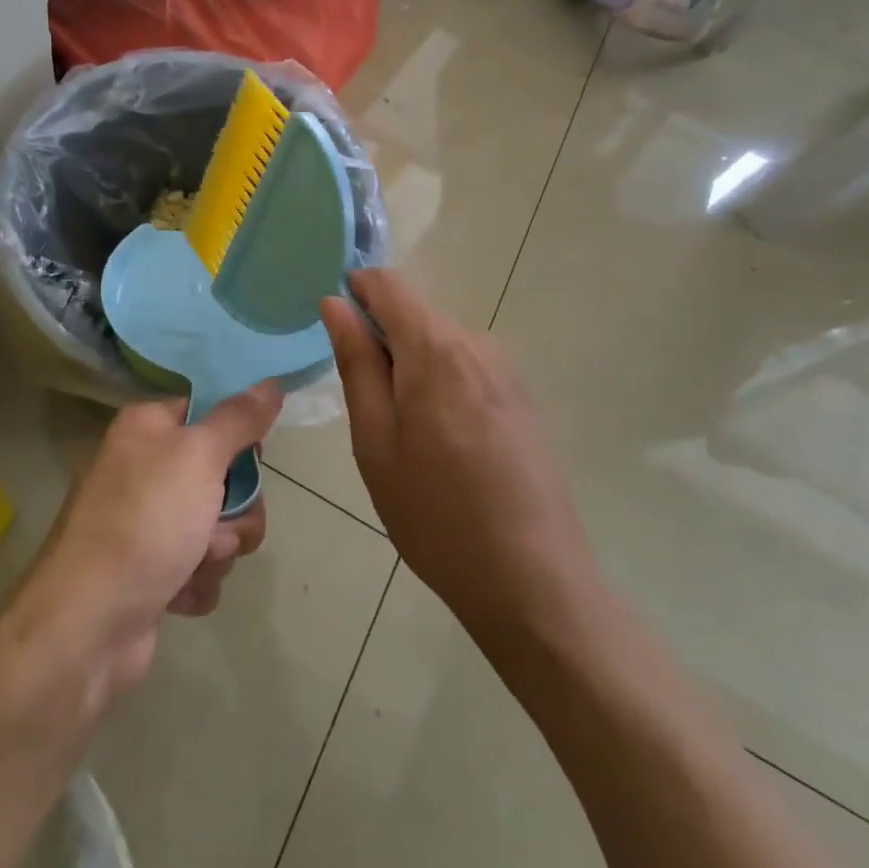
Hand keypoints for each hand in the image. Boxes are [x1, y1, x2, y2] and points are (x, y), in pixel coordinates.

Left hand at [13, 386, 279, 696]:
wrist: (88, 623)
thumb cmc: (144, 522)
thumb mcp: (198, 456)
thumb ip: (238, 419)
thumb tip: (270, 383)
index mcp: (148, 428)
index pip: (210, 413)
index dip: (237, 437)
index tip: (251, 457)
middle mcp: (145, 469)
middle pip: (224, 476)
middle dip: (234, 510)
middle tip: (217, 525)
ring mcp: (148, 523)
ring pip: (219, 526)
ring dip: (218, 551)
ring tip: (192, 564)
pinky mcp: (153, 571)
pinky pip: (201, 568)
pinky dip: (197, 582)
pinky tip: (176, 592)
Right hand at [321, 271, 597, 637]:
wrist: (533, 583)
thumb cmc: (435, 516)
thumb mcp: (375, 442)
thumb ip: (356, 363)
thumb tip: (335, 303)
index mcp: (436, 349)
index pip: (388, 283)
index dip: (354, 293)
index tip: (335, 336)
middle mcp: (477, 344)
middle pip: (413, 314)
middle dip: (381, 344)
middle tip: (370, 415)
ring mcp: (506, 371)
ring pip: (437, 344)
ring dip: (409, 371)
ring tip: (407, 442)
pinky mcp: (521, 397)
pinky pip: (464, 368)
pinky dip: (439, 388)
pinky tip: (444, 450)